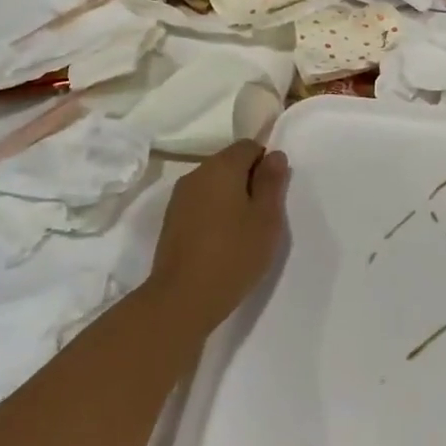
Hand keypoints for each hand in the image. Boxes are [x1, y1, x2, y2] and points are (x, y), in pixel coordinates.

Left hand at [147, 141, 289, 334]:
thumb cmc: (234, 254)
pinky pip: (201, 203)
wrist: (182, 299)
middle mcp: (196, 174)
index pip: (249, 146)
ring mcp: (179, 198)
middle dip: (249, 180)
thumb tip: (274, 155)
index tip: (273, 194)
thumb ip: (272, 182)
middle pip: (229, 163)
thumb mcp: (267, 218)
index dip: (266, 164)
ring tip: (244, 231)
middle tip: (263, 215)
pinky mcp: (171, 220)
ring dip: (231, 198)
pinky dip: (215, 213)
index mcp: (222, 167)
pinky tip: (222, 241)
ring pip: (214, 184)